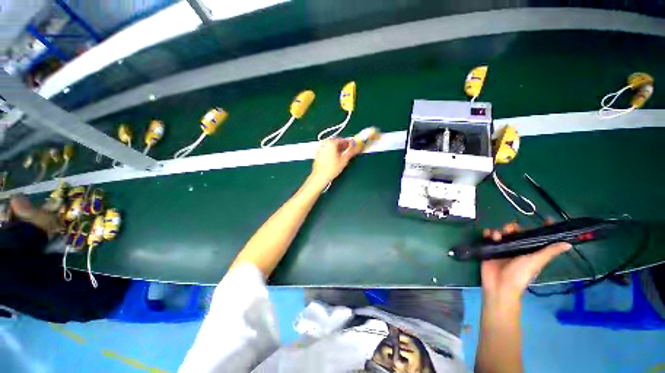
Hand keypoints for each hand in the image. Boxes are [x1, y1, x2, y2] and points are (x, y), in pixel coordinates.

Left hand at [310, 139, 360, 185]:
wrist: (320, 177)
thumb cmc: (332, 168)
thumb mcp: (344, 159)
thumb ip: (353, 151)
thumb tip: (360, 146)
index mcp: (331, 142)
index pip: (344, 139)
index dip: (351, 144)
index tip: (355, 147)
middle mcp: (324, 143)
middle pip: (337, 142)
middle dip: (344, 147)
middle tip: (350, 153)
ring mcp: (320, 148)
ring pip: (332, 146)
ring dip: (339, 150)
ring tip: (343, 157)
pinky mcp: (318, 153)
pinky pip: (327, 150)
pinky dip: (333, 152)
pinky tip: (336, 159)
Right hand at [481, 222, 571, 300]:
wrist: (499, 284)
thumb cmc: (520, 274)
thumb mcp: (536, 262)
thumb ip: (548, 252)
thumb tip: (568, 244)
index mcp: (530, 250)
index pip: (538, 237)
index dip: (542, 228)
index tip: (545, 219)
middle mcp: (517, 248)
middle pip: (517, 232)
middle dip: (513, 227)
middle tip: (510, 228)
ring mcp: (503, 248)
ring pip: (502, 233)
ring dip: (499, 231)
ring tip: (496, 235)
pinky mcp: (491, 249)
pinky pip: (489, 237)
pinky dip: (488, 234)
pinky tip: (487, 234)